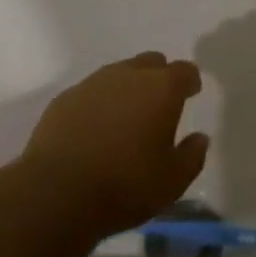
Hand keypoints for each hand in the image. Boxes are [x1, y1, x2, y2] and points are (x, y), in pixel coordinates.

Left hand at [17, 52, 208, 241]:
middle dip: (159, 78)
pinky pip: (90, 92)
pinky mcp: (65, 98)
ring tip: (125, 119)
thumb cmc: (125, 185)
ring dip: (127, 89)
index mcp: (161, 88)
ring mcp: (93, 83)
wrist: (56, 194)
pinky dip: (98, 104)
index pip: (184, 71)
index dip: (190, 81)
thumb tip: (199, 138)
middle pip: (151, 63)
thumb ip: (192, 156)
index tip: (191, 94)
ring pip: (119, 74)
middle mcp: (129, 75)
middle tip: (158, 105)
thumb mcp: (172, 181)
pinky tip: (94, 130)